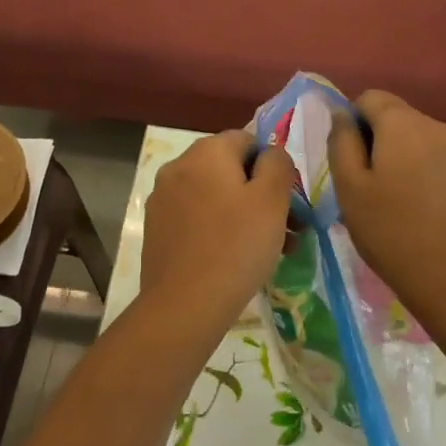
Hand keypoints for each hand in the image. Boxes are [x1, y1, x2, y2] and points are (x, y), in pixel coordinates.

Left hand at [142, 131, 296, 330]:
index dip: (272, 167)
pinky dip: (218, 229)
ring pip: (214, 196)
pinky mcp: (157, 228)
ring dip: (243, 214)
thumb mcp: (272, 200)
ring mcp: (163, 197)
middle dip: (261, 195)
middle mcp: (179, 165)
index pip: (247, 140)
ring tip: (270, 251)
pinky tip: (235, 260)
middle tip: (288, 231)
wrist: (184, 305)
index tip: (287, 202)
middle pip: (230, 169)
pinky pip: (196, 218)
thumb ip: (278, 165)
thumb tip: (271, 154)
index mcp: (206, 151)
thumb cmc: (236, 246)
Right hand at [327, 91, 445, 318]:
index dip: (350, 122)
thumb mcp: (349, 185)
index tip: (346, 159)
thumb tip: (342, 115)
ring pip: (412, 138)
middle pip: (393, 116)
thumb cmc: (391, 230)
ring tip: (385, 200)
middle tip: (360, 183)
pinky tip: (409, 208)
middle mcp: (435, 126)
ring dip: (394, 157)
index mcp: (404, 122)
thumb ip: (341, 141)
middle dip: (372, 139)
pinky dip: (414, 171)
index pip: (368, 97)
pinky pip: (430, 158)